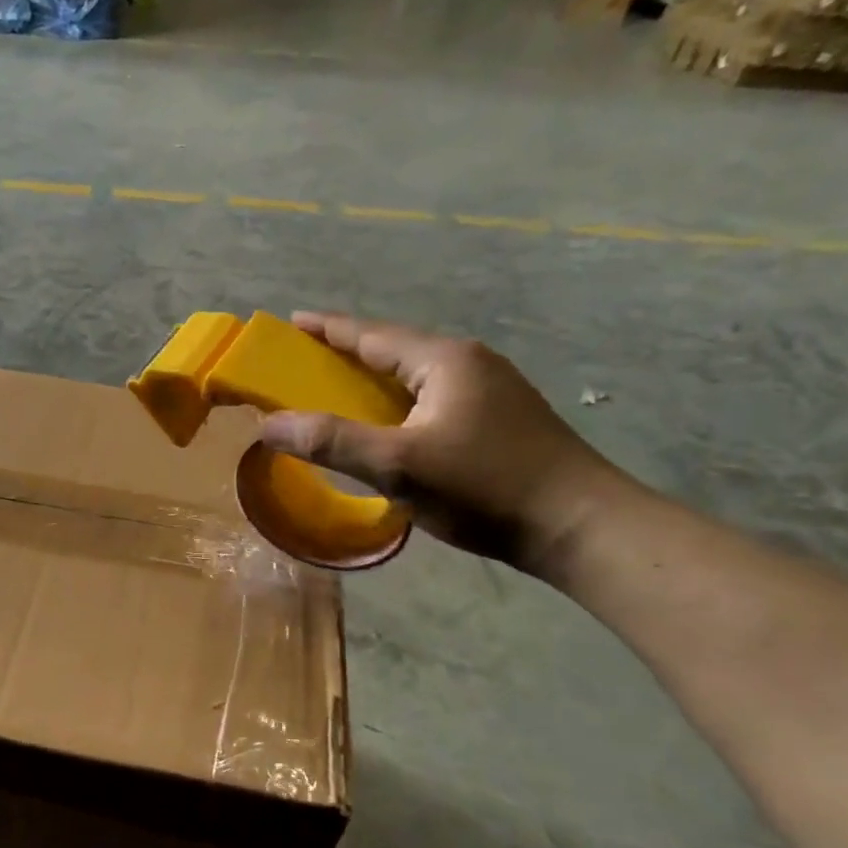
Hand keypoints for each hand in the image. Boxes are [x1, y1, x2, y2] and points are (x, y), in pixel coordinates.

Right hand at [259, 312, 631, 572]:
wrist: (579, 526)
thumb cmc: (485, 487)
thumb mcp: (399, 465)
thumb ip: (332, 442)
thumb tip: (268, 424)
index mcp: (444, 360)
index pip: (372, 334)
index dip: (328, 328)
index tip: (291, 321)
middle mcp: (468, 364)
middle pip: (394, 350)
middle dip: (347, 353)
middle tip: (304, 361)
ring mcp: (489, 391)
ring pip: (414, 377)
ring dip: (373, 381)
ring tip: (337, 392)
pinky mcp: (499, 420)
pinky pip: (431, 399)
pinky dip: (397, 404)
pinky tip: (387, 425)